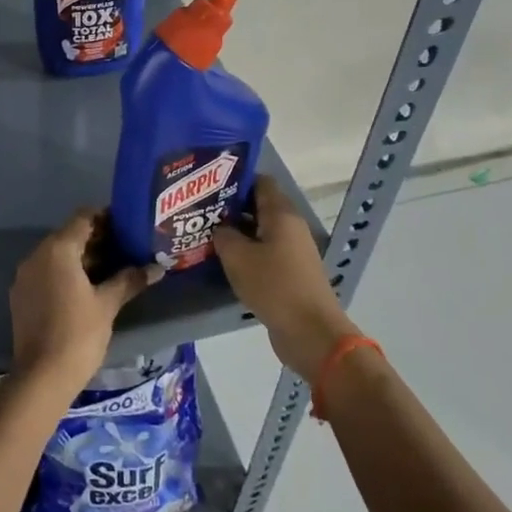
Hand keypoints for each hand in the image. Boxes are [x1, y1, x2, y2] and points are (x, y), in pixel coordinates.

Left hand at [9, 210, 158, 397]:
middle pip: (69, 235)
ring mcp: (25, 276)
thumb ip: (130, 280)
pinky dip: (66, 273)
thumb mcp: (107, 305)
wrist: (41, 376)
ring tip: (112, 268)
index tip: (127, 224)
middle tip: (126, 247)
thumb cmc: (78, 334)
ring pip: (57, 255)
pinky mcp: (21, 295)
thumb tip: (156, 268)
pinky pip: (46, 272)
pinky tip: (88, 288)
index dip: (106, 217)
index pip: (83, 218)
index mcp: (57, 250)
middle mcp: (36, 255)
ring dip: (82, 257)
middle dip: (97, 239)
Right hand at [213, 175, 352, 381]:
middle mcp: (290, 227)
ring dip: (237, 233)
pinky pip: (265, 253)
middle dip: (231, 207)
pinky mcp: (291, 272)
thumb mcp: (238, 257)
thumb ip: (224, 235)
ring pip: (261, 232)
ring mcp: (293, 251)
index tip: (209, 185)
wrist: (310, 331)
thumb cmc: (273, 285)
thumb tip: (220, 228)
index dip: (235, 180)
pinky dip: (247, 253)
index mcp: (281, 214)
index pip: (260, 182)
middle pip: (259, 206)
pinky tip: (225, 261)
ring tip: (207, 235)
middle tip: (201, 211)